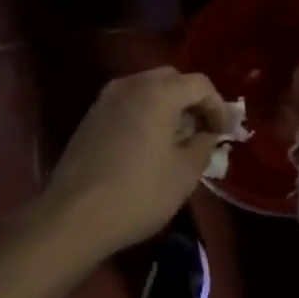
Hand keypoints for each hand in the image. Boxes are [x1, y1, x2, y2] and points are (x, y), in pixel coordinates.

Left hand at [38, 68, 226, 259]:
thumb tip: (207, 134)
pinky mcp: (90, 118)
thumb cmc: (138, 193)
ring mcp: (105, 100)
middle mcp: (129, 85)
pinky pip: (128, 104)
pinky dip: (146, 114)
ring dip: (168, 107)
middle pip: (172, 80)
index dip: (218, 106)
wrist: (73, 217)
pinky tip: (150, 145)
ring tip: (178, 139)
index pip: (200, 84)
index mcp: (157, 93)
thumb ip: (204, 145)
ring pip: (147, 90)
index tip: (225, 133)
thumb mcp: (185, 173)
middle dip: (192, 102)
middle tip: (204, 130)